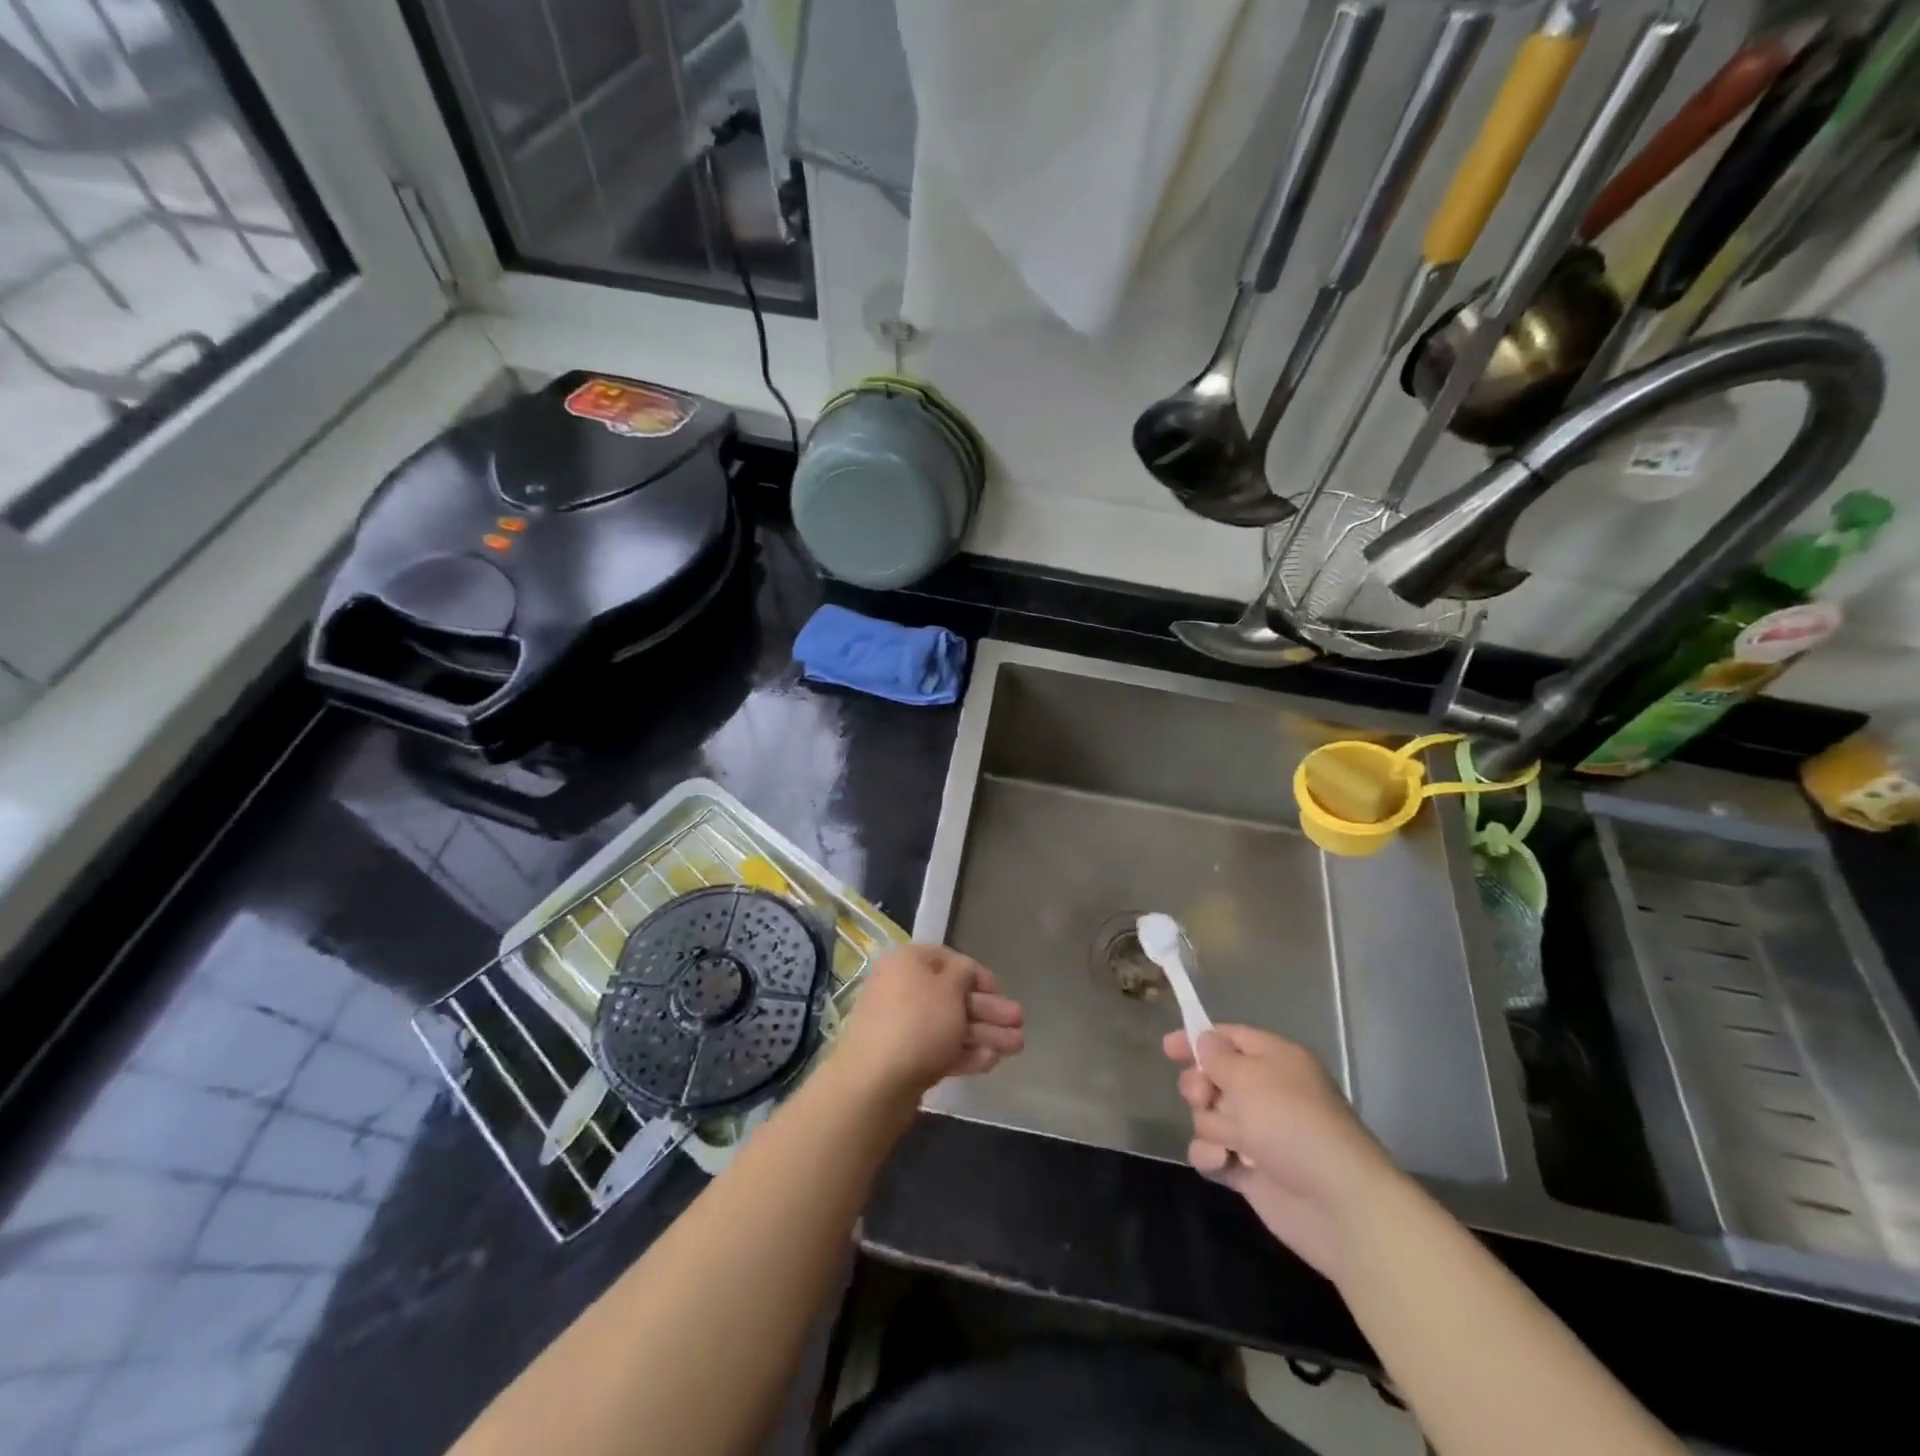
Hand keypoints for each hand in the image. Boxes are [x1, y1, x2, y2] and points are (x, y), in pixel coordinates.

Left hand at [838, 944, 1023, 1102]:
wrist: (875, 1083)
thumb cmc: (918, 1022)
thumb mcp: (950, 988)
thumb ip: (965, 974)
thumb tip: (964, 973)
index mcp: (907, 961)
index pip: (949, 960)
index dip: (978, 974)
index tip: (1000, 991)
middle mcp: (902, 988)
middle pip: (953, 996)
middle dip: (989, 1010)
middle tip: (1020, 1022)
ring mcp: (901, 1026)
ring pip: (950, 1025)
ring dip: (985, 1034)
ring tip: (1017, 1047)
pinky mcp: (904, 1059)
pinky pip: (939, 1049)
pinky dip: (965, 1053)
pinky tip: (991, 1061)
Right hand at [1164, 1024, 1399, 1282]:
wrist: (1336, 1203)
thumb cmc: (1292, 1123)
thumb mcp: (1249, 1076)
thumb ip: (1217, 1056)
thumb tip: (1204, 1040)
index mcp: (1274, 1060)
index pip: (1229, 1037)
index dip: (1197, 1039)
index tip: (1168, 1048)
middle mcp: (1264, 1092)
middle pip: (1211, 1077)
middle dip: (1200, 1086)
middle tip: (1205, 1097)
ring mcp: (1256, 1133)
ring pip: (1208, 1116)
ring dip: (1211, 1126)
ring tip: (1233, 1143)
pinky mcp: (1249, 1170)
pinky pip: (1211, 1152)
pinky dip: (1213, 1157)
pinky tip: (1225, 1164)